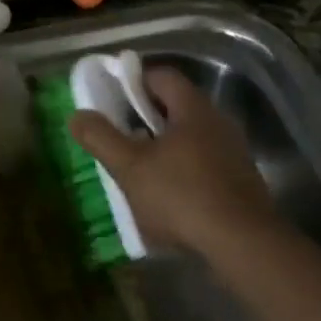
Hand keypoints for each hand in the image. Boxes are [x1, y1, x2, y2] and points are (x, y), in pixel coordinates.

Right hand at [68, 67, 284, 255]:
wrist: (243, 245)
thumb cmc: (181, 196)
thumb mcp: (129, 167)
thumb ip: (101, 138)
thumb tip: (78, 115)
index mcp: (193, 110)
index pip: (162, 76)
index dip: (133, 81)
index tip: (110, 98)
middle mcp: (218, 123)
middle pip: (176, 107)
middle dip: (144, 118)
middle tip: (118, 135)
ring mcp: (234, 154)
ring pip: (190, 138)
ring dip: (163, 147)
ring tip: (138, 169)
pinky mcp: (240, 183)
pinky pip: (204, 164)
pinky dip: (181, 170)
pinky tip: (166, 197)